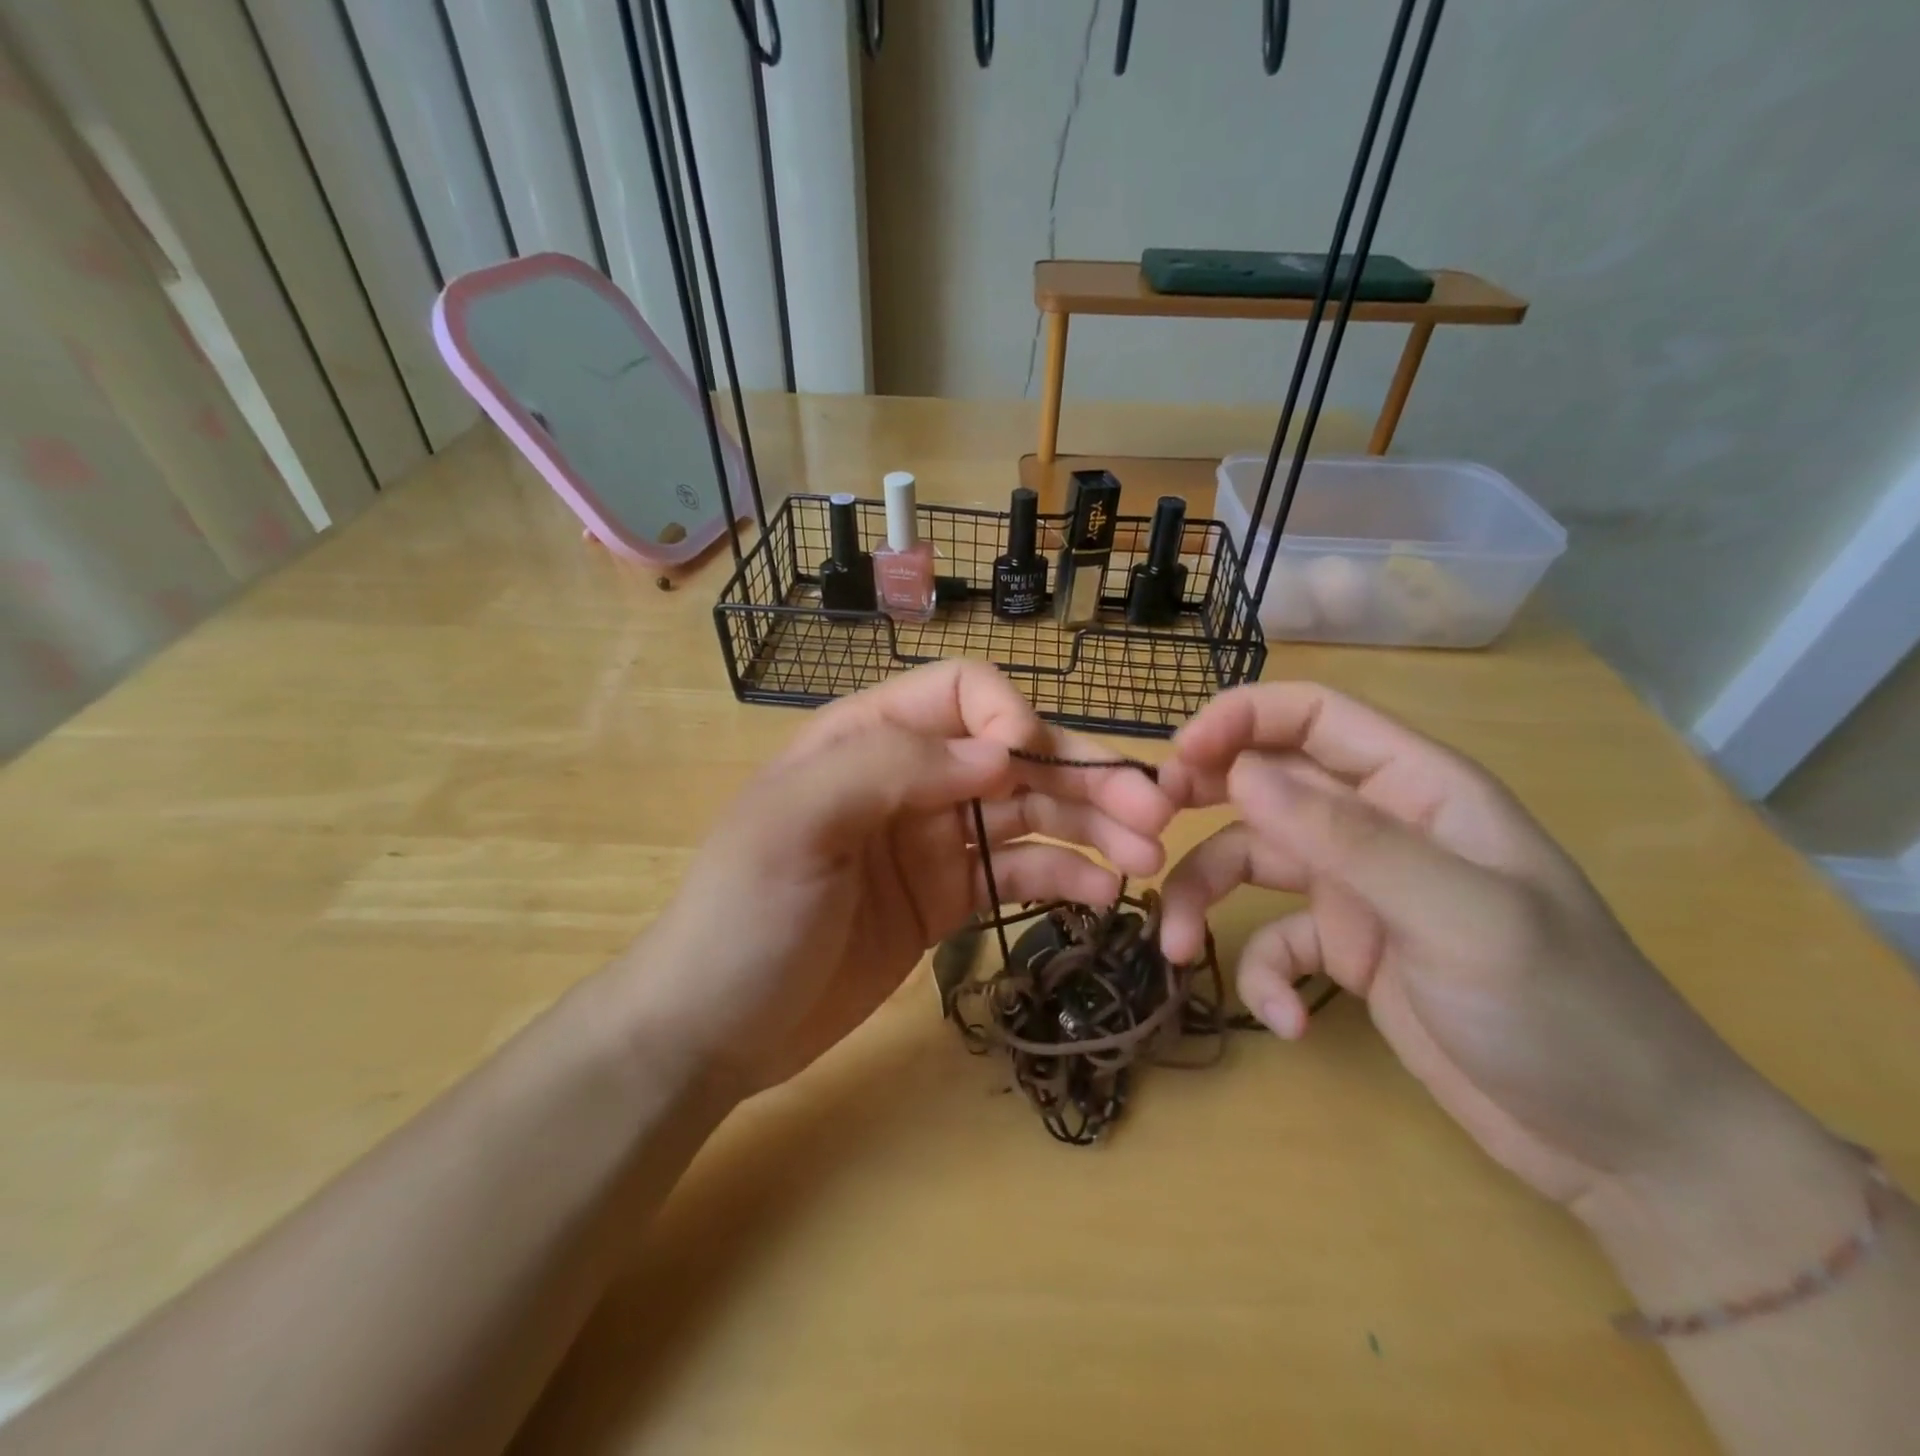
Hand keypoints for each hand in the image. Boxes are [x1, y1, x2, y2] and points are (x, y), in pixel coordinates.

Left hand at [612, 662, 1175, 1094]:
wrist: (712, 1029)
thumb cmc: (743, 917)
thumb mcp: (795, 823)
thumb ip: (890, 766)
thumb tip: (1000, 754)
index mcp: (867, 738)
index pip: (961, 695)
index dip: (1009, 719)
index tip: (1030, 769)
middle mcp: (909, 778)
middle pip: (1013, 758)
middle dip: (1084, 776)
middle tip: (1156, 811)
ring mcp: (932, 840)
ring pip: (1029, 815)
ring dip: (1092, 826)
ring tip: (1148, 855)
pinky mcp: (946, 899)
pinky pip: (1017, 873)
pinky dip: (1065, 875)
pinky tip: (1105, 891)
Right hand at [1156, 682, 1772, 1210]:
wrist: (1627, 1148)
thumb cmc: (1561, 1010)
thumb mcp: (1456, 914)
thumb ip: (1346, 836)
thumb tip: (1239, 773)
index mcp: (1417, 788)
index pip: (1311, 716)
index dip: (1238, 721)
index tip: (1176, 761)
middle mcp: (1378, 826)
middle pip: (1265, 783)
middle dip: (1201, 802)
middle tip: (1147, 834)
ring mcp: (1359, 889)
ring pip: (1250, 862)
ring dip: (1204, 898)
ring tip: (1174, 948)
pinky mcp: (1347, 950)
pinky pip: (1274, 940)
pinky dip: (1264, 975)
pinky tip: (1286, 1022)